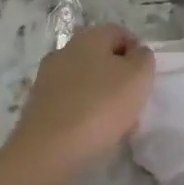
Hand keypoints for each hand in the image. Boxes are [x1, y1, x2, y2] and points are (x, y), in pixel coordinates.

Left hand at [0, 25, 155, 184]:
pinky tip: (92, 135)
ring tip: (116, 126)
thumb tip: (136, 53)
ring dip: (103, 97)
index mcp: (89, 37)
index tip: (145, 79)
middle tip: (132, 104)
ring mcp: (48, 77)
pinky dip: (84, 113)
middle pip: (101, 58)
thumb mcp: (138, 78)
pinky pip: (70, 102)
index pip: (119, 33)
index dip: (137, 53)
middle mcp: (65, 50)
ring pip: (86, 81)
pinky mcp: (38, 104)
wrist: (47, 151)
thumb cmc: (100, 107)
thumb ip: (143, 59)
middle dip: (119, 78)